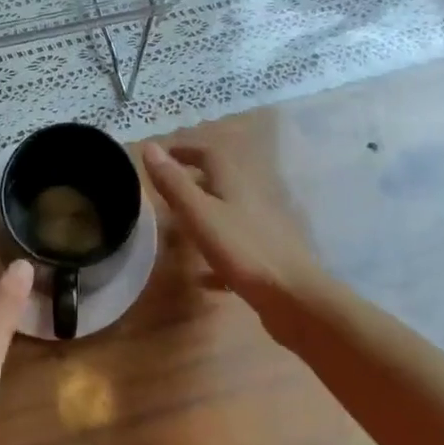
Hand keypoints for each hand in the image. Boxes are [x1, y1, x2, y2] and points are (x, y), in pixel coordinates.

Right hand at [142, 141, 333, 315]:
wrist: (294, 298)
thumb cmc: (242, 249)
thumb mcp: (199, 214)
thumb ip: (174, 183)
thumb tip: (149, 146)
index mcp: (233, 183)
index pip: (208, 154)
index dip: (186, 150)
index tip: (164, 154)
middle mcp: (249, 199)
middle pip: (220, 182)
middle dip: (194, 182)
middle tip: (167, 190)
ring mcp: (260, 229)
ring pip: (227, 214)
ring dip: (205, 216)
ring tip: (179, 228)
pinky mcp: (264, 258)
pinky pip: (234, 250)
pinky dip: (216, 255)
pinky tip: (201, 277)